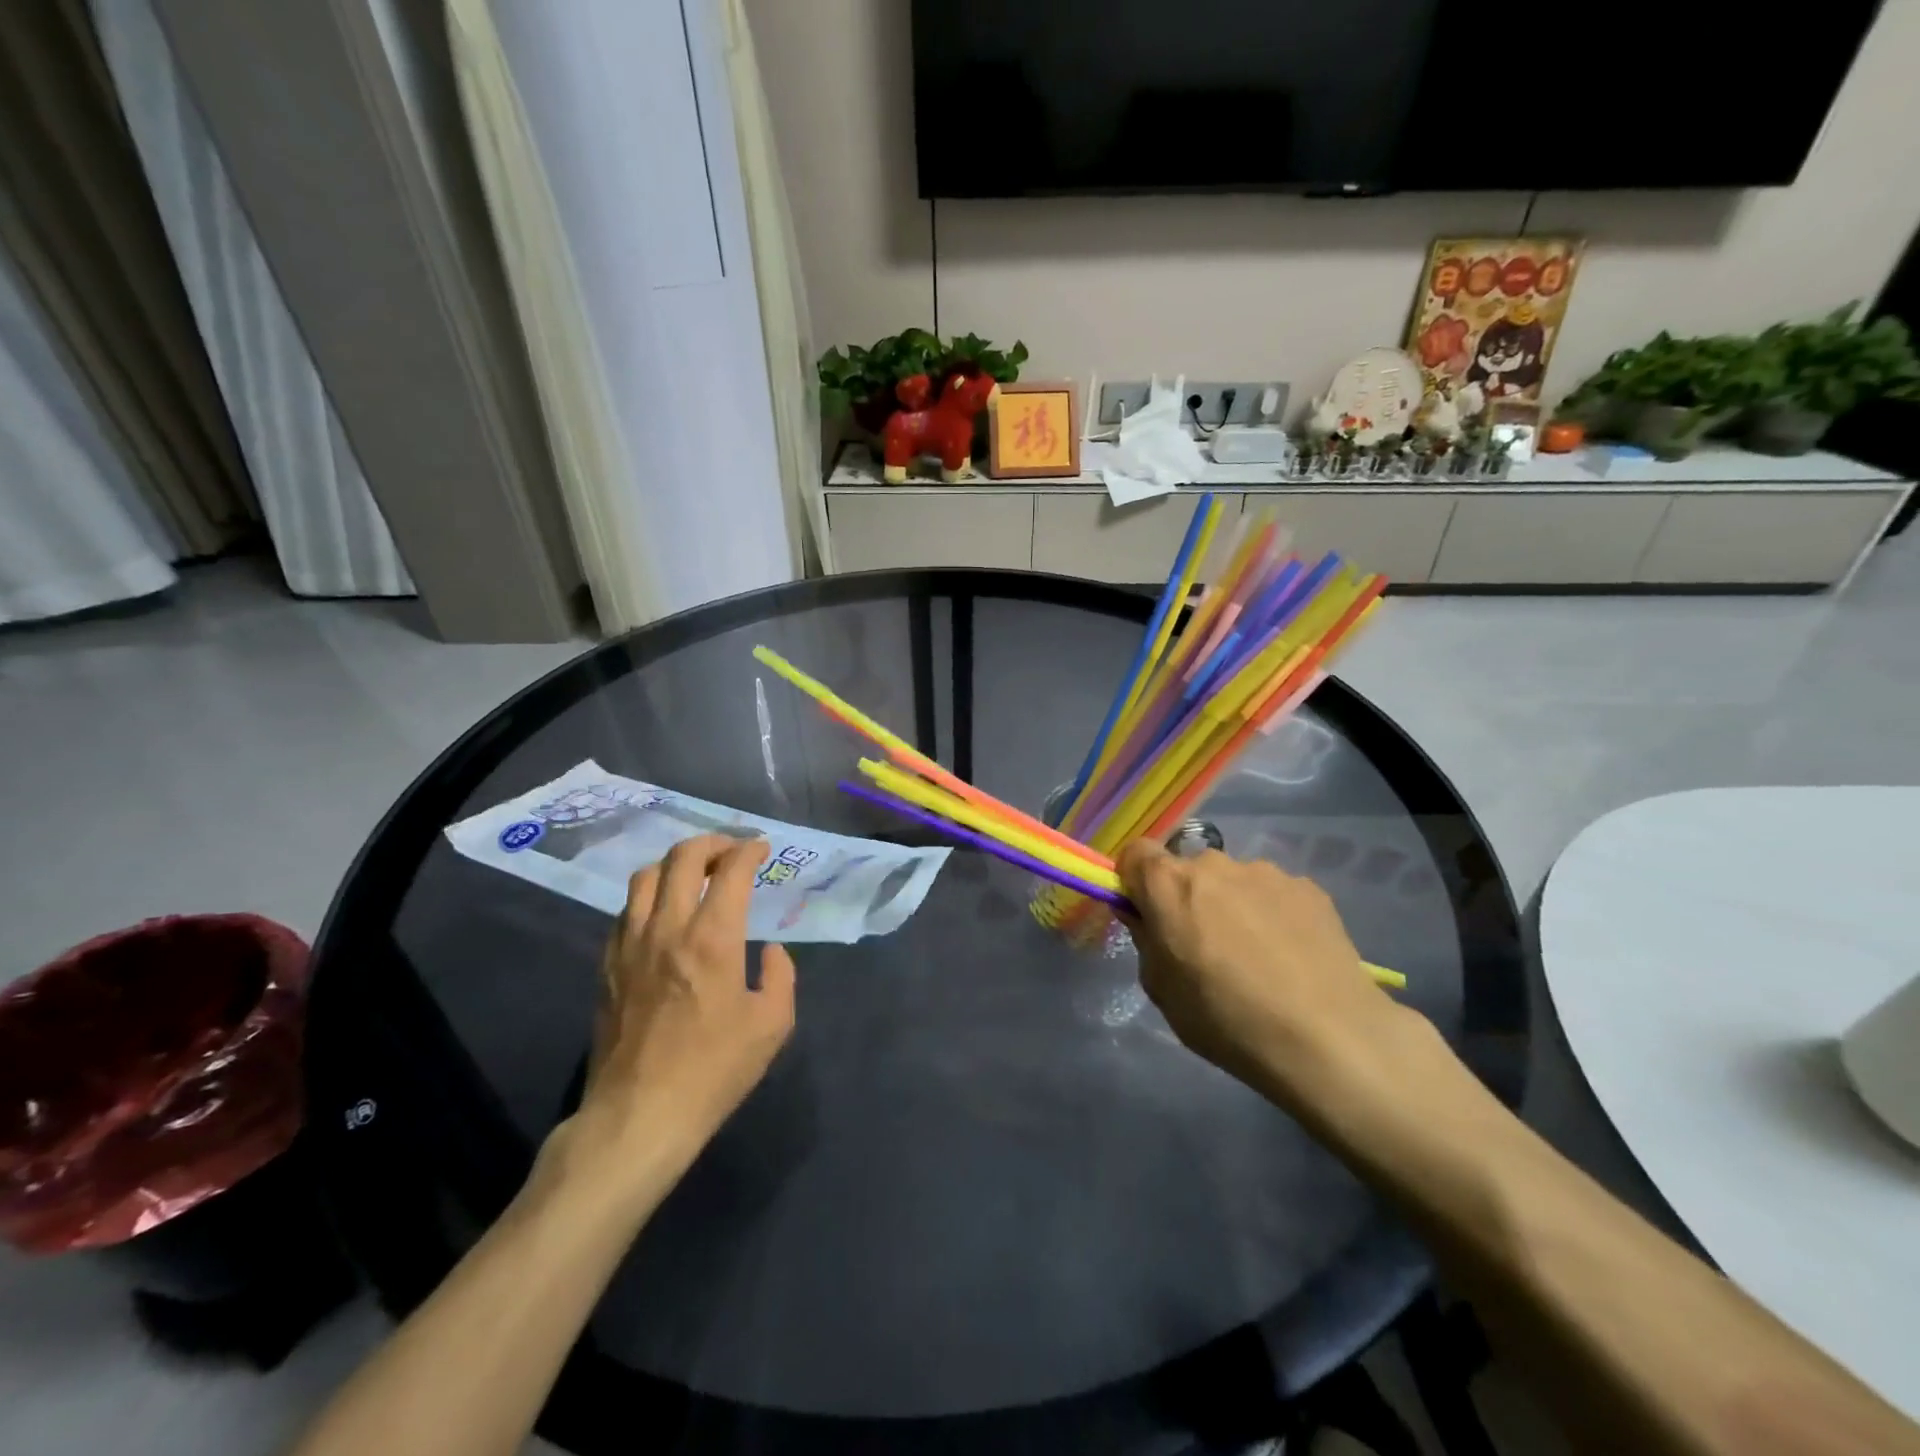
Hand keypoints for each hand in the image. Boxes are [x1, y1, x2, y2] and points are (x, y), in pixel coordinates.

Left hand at [573, 835, 795, 1171]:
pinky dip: (649, 896)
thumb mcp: (773, 1025)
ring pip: (645, 876)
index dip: (749, 850)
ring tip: (694, 873)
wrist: (640, 1115)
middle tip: (731, 851)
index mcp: (713, 937)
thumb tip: (769, 951)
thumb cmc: (714, 1070)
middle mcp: (668, 927)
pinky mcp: (607, 965)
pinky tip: (662, 913)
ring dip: (674, 863)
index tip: (762, 849)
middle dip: (711, 843)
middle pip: (682, 857)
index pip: (731, 870)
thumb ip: (781, 976)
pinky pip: (626, 910)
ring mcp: (630, 944)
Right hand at [1117, 839, 1409, 1120]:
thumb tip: (1148, 919)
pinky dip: (1272, 914)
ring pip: (1233, 881)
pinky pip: (1273, 894)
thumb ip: (1146, 941)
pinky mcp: (1308, 887)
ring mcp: (1265, 872)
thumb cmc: (1226, 1018)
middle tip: (1205, 945)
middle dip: (1187, 897)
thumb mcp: (1161, 990)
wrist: (1327, 1037)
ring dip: (1232, 904)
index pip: (1135, 853)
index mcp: (1168, 884)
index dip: (1135, 880)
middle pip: (1187, 869)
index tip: (1147, 914)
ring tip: (1257, 955)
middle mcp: (1213, 863)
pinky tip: (1291, 957)